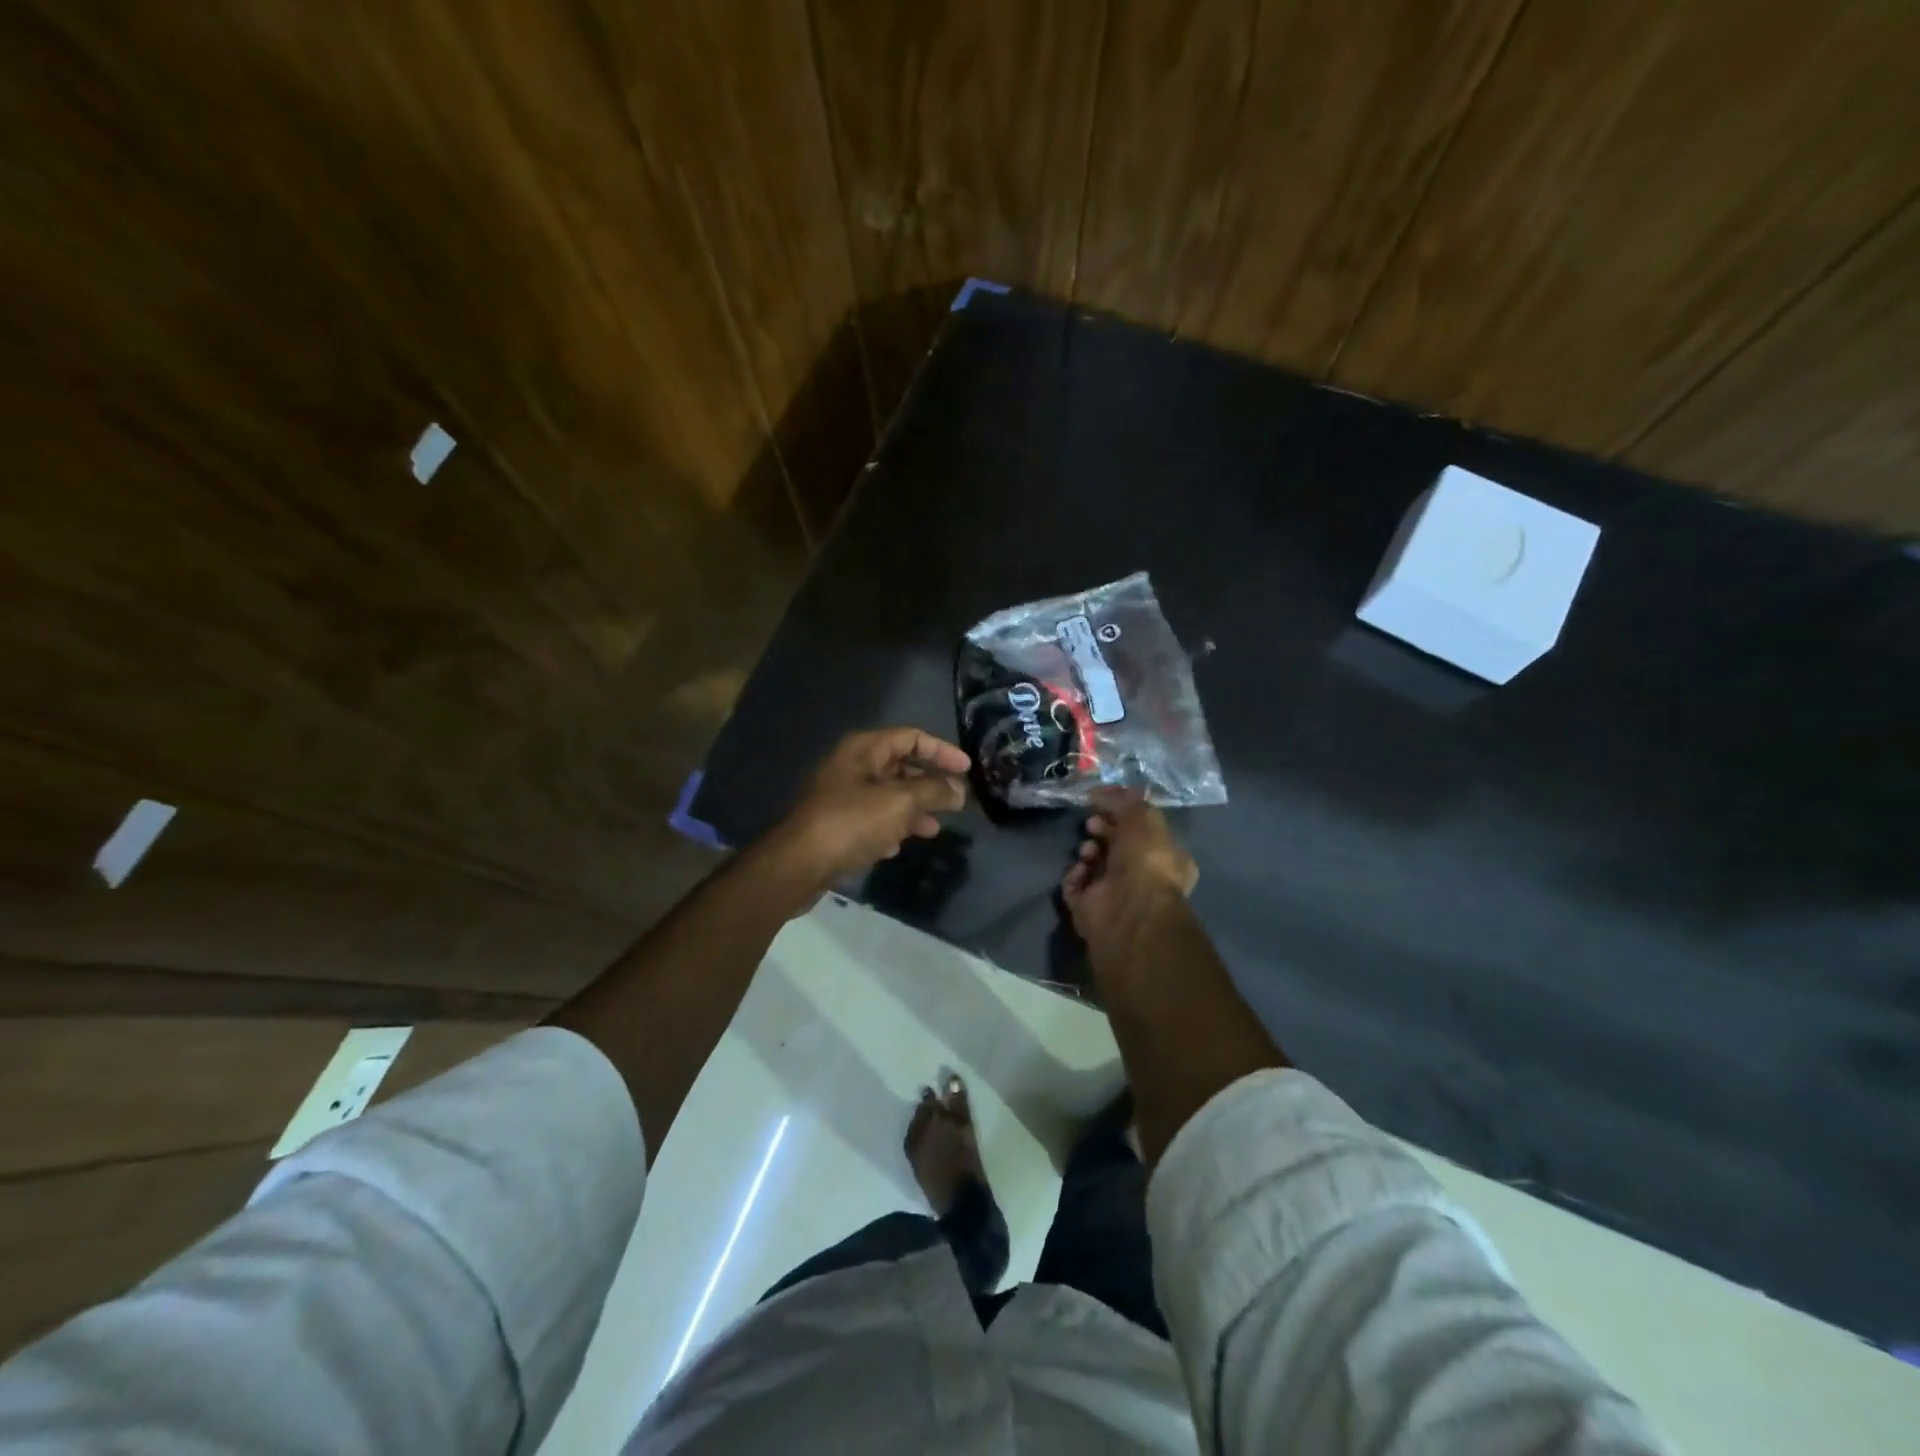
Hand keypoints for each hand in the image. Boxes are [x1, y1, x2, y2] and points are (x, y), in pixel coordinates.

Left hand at [766, 727, 969, 892]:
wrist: (798, 864)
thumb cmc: (851, 823)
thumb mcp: (899, 802)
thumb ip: (933, 791)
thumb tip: (958, 790)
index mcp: (864, 749)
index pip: (911, 737)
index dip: (942, 750)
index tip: (967, 769)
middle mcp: (851, 766)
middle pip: (900, 766)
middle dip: (929, 784)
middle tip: (955, 802)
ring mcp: (841, 795)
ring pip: (888, 795)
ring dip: (914, 809)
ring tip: (934, 829)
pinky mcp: (836, 824)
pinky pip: (872, 818)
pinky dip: (890, 827)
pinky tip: (898, 846)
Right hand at [1061, 788, 1197, 946]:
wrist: (1129, 910)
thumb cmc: (1146, 860)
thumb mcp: (1143, 817)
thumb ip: (1123, 800)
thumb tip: (1099, 792)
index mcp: (1166, 857)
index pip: (1144, 830)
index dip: (1125, 814)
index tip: (1106, 802)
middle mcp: (1143, 877)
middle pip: (1117, 845)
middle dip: (1103, 830)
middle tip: (1092, 823)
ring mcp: (1115, 894)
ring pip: (1094, 863)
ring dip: (1088, 850)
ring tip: (1088, 850)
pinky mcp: (1089, 908)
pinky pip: (1075, 884)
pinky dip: (1074, 874)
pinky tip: (1080, 869)